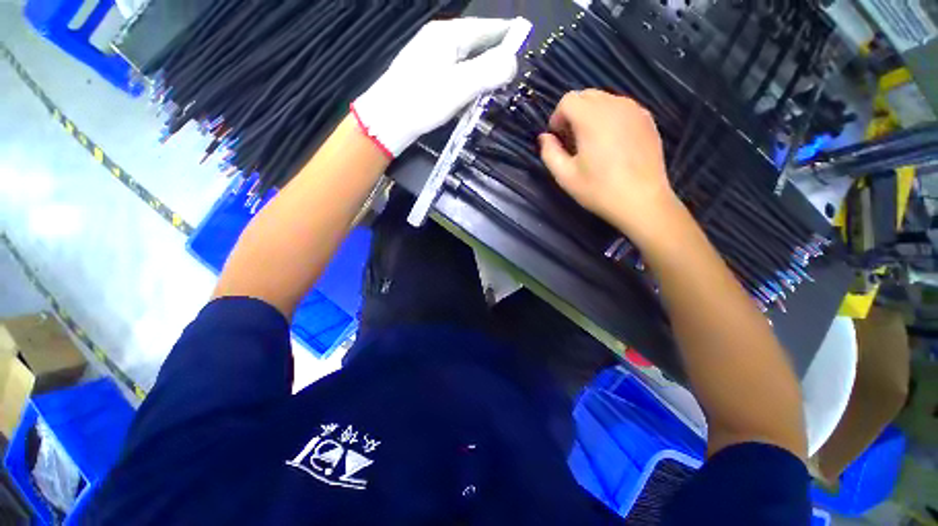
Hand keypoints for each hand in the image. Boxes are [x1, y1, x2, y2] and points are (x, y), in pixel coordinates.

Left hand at [353, 17, 531, 157]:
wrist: (386, 120)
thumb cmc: (422, 101)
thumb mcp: (460, 86)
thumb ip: (489, 71)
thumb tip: (513, 62)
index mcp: (449, 36)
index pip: (487, 27)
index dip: (507, 34)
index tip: (524, 42)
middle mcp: (439, 40)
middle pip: (475, 42)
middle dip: (495, 52)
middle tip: (512, 68)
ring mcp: (429, 57)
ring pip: (465, 58)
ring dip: (481, 67)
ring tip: (495, 81)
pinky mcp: (425, 75)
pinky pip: (454, 71)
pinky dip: (467, 78)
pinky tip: (470, 91)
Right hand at [538, 90, 679, 242]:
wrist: (642, 201)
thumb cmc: (599, 190)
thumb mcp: (565, 176)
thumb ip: (549, 152)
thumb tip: (544, 137)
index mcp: (592, 118)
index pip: (568, 100)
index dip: (557, 117)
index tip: (558, 138)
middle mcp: (615, 105)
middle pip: (586, 95)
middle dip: (573, 114)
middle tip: (572, 140)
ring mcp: (635, 110)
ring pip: (605, 100)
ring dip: (591, 115)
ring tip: (592, 143)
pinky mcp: (647, 120)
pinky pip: (622, 109)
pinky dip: (610, 118)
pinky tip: (611, 144)